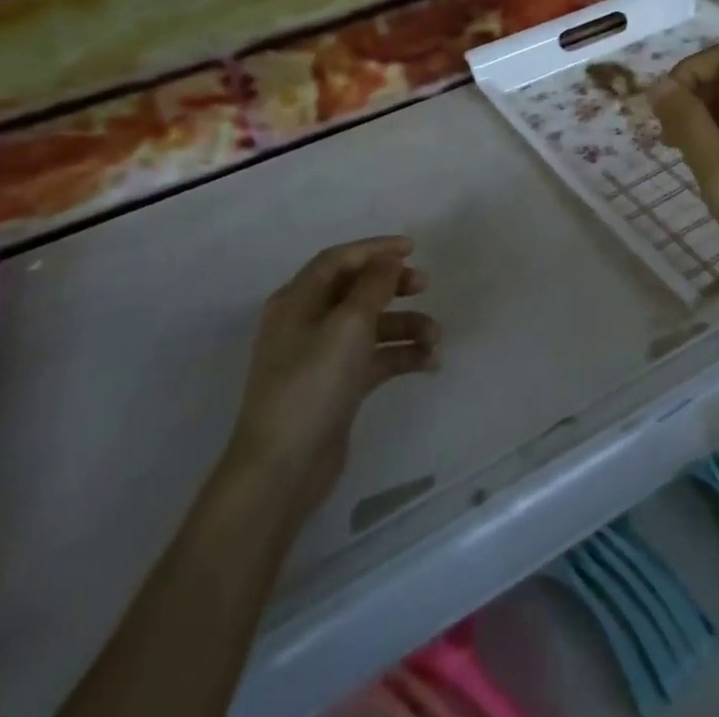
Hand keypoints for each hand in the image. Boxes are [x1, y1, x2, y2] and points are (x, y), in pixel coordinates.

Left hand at [225, 237, 440, 512]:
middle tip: (425, 286)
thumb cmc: (312, 383)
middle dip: (393, 285)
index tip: (412, 248)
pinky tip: (430, 362)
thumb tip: (388, 259)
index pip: (338, 260)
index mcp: (298, 301)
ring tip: (435, 336)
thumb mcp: (348, 325)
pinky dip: (400, 355)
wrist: (282, 469)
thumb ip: (374, 285)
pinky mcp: (337, 387)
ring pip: (370, 326)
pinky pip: (374, 359)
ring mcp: (321, 357)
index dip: (375, 249)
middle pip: (356, 290)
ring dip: (404, 325)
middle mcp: (306, 323)